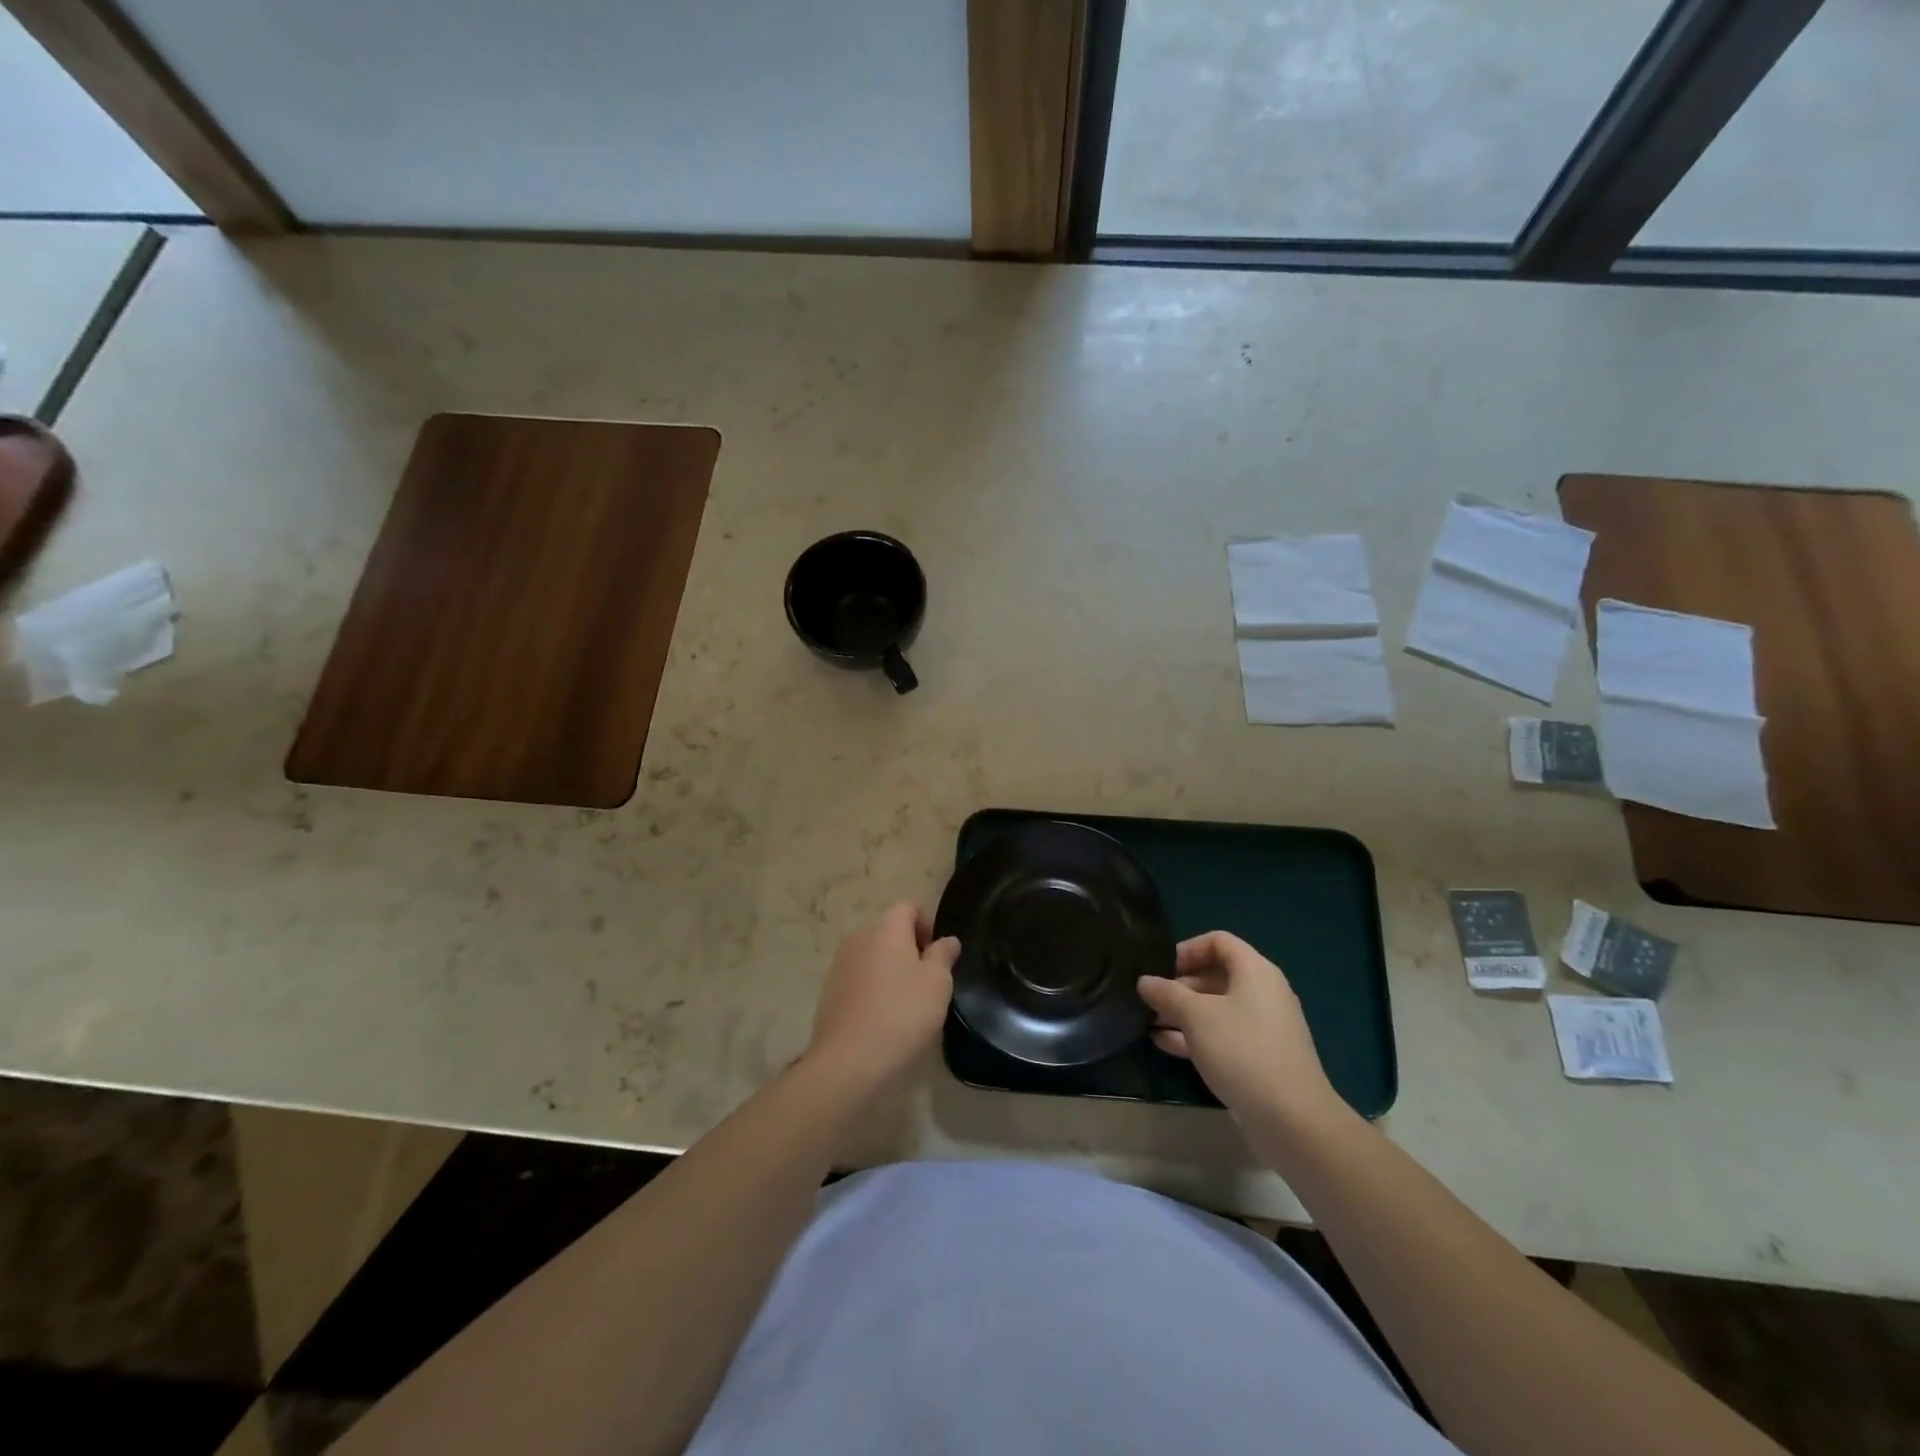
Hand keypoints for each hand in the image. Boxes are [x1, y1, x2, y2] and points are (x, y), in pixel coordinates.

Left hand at [805, 903, 959, 1086]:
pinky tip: (882, 1018)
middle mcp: (859, 936)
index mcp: (886, 926)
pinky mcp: (829, 990)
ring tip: (905, 1003)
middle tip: (926, 982)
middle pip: (889, 930)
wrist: (848, 1060)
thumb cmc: (902, 1013)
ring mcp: (840, 963)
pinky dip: (872, 988)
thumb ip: (944, 955)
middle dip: (909, 949)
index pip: (909, 907)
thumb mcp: (937, 983)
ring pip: (873, 955)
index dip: (928, 926)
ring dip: (890, 969)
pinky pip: (858, 977)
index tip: (938, 957)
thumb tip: (947, 940)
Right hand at [1138, 932, 1341, 1127]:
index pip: (1218, 941)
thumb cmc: (1242, 1050)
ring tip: (1147, 1022)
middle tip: (1149, 1000)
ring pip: (1216, 1009)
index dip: (1187, 949)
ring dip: (1182, 1013)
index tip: (1161, 968)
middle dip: (1179, 986)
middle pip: (1216, 975)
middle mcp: (1262, 993)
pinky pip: (1222, 1036)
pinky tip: (1163, 1044)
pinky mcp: (1259, 1058)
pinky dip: (1195, 1036)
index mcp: (1255, 971)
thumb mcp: (1196, 1016)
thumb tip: (1144, 981)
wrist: (1291, 1119)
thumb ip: (1167, 994)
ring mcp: (1263, 1028)